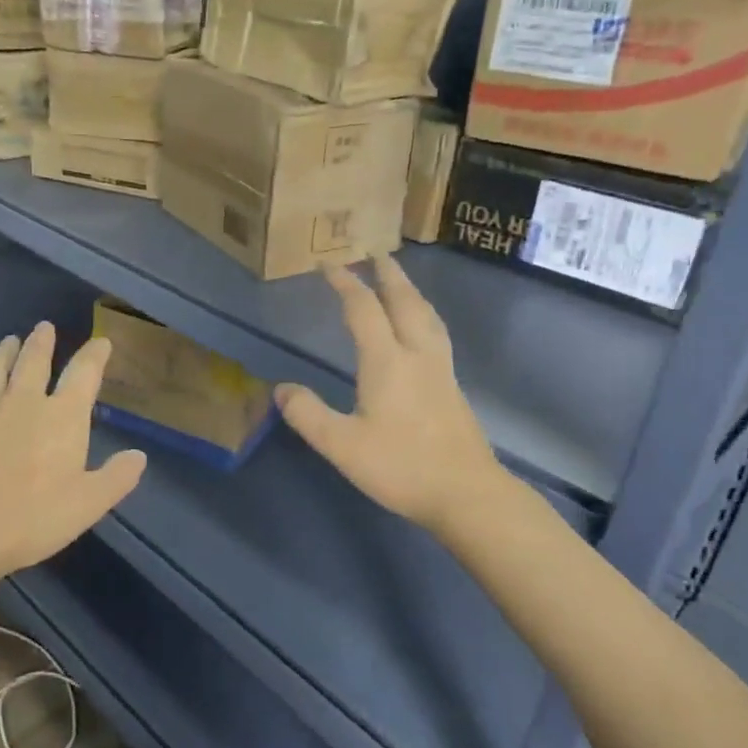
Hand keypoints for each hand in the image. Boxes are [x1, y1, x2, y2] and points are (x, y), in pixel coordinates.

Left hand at [0, 322, 147, 582]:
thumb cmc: (32, 518)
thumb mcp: (88, 504)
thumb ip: (116, 478)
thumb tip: (139, 456)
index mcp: (62, 417)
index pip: (83, 373)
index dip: (94, 355)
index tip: (101, 342)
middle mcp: (23, 404)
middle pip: (33, 361)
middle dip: (42, 342)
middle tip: (44, 327)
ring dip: (3, 353)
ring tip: (8, 342)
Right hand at [277, 256, 516, 534]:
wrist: (467, 494)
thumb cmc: (402, 468)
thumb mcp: (342, 446)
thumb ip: (308, 415)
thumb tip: (281, 389)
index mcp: (387, 362)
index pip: (363, 310)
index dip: (345, 284)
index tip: (329, 265)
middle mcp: (417, 355)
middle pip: (405, 302)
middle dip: (388, 275)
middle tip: (376, 253)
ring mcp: (441, 370)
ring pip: (427, 316)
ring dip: (410, 292)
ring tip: (400, 282)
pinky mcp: (453, 387)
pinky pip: (436, 334)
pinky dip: (424, 315)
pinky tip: (423, 329)